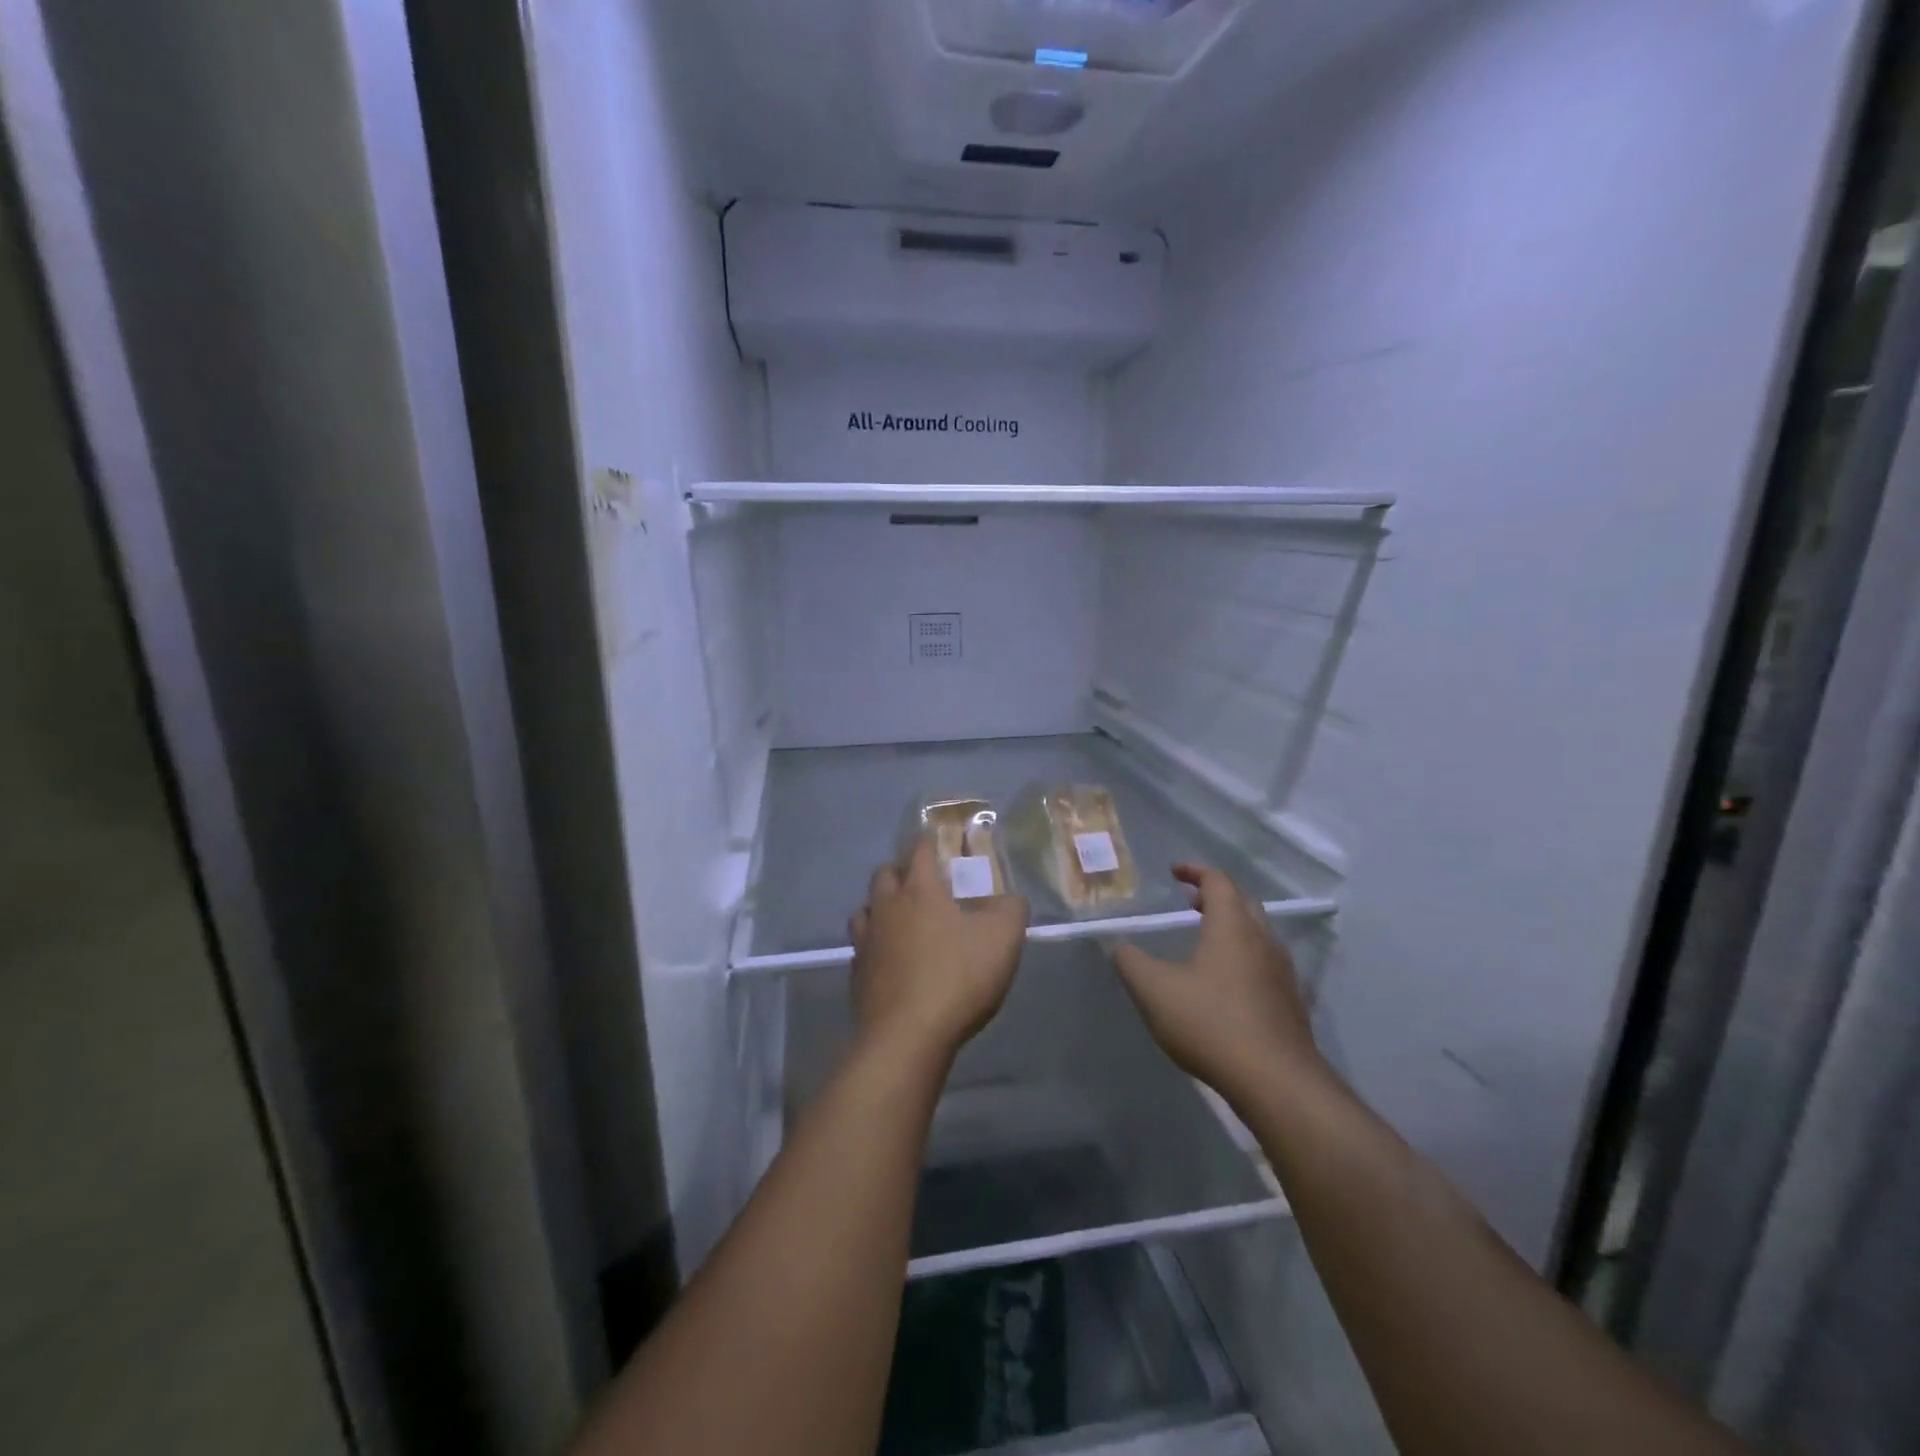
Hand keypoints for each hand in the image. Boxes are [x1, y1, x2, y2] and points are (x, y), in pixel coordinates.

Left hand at [848, 838, 1029, 1063]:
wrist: (908, 1035)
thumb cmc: (957, 976)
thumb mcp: (1003, 937)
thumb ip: (1011, 909)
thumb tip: (1011, 899)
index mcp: (919, 889)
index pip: (918, 850)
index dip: (928, 843)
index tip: (938, 843)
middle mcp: (886, 907)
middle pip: (884, 874)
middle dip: (901, 872)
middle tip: (923, 884)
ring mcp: (866, 942)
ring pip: (866, 909)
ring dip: (882, 907)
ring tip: (902, 921)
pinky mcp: (857, 975)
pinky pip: (862, 948)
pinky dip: (876, 946)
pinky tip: (892, 961)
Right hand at [1113, 864, 1326, 1107]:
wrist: (1276, 1081)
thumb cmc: (1210, 1023)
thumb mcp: (1154, 990)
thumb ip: (1130, 961)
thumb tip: (1119, 945)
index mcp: (1232, 926)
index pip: (1218, 881)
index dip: (1195, 871)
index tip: (1174, 872)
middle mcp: (1262, 940)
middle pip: (1243, 903)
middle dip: (1215, 896)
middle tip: (1189, 902)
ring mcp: (1282, 972)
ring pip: (1258, 933)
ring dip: (1232, 926)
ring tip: (1205, 940)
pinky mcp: (1291, 1002)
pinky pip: (1265, 963)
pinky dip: (1244, 956)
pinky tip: (1227, 983)